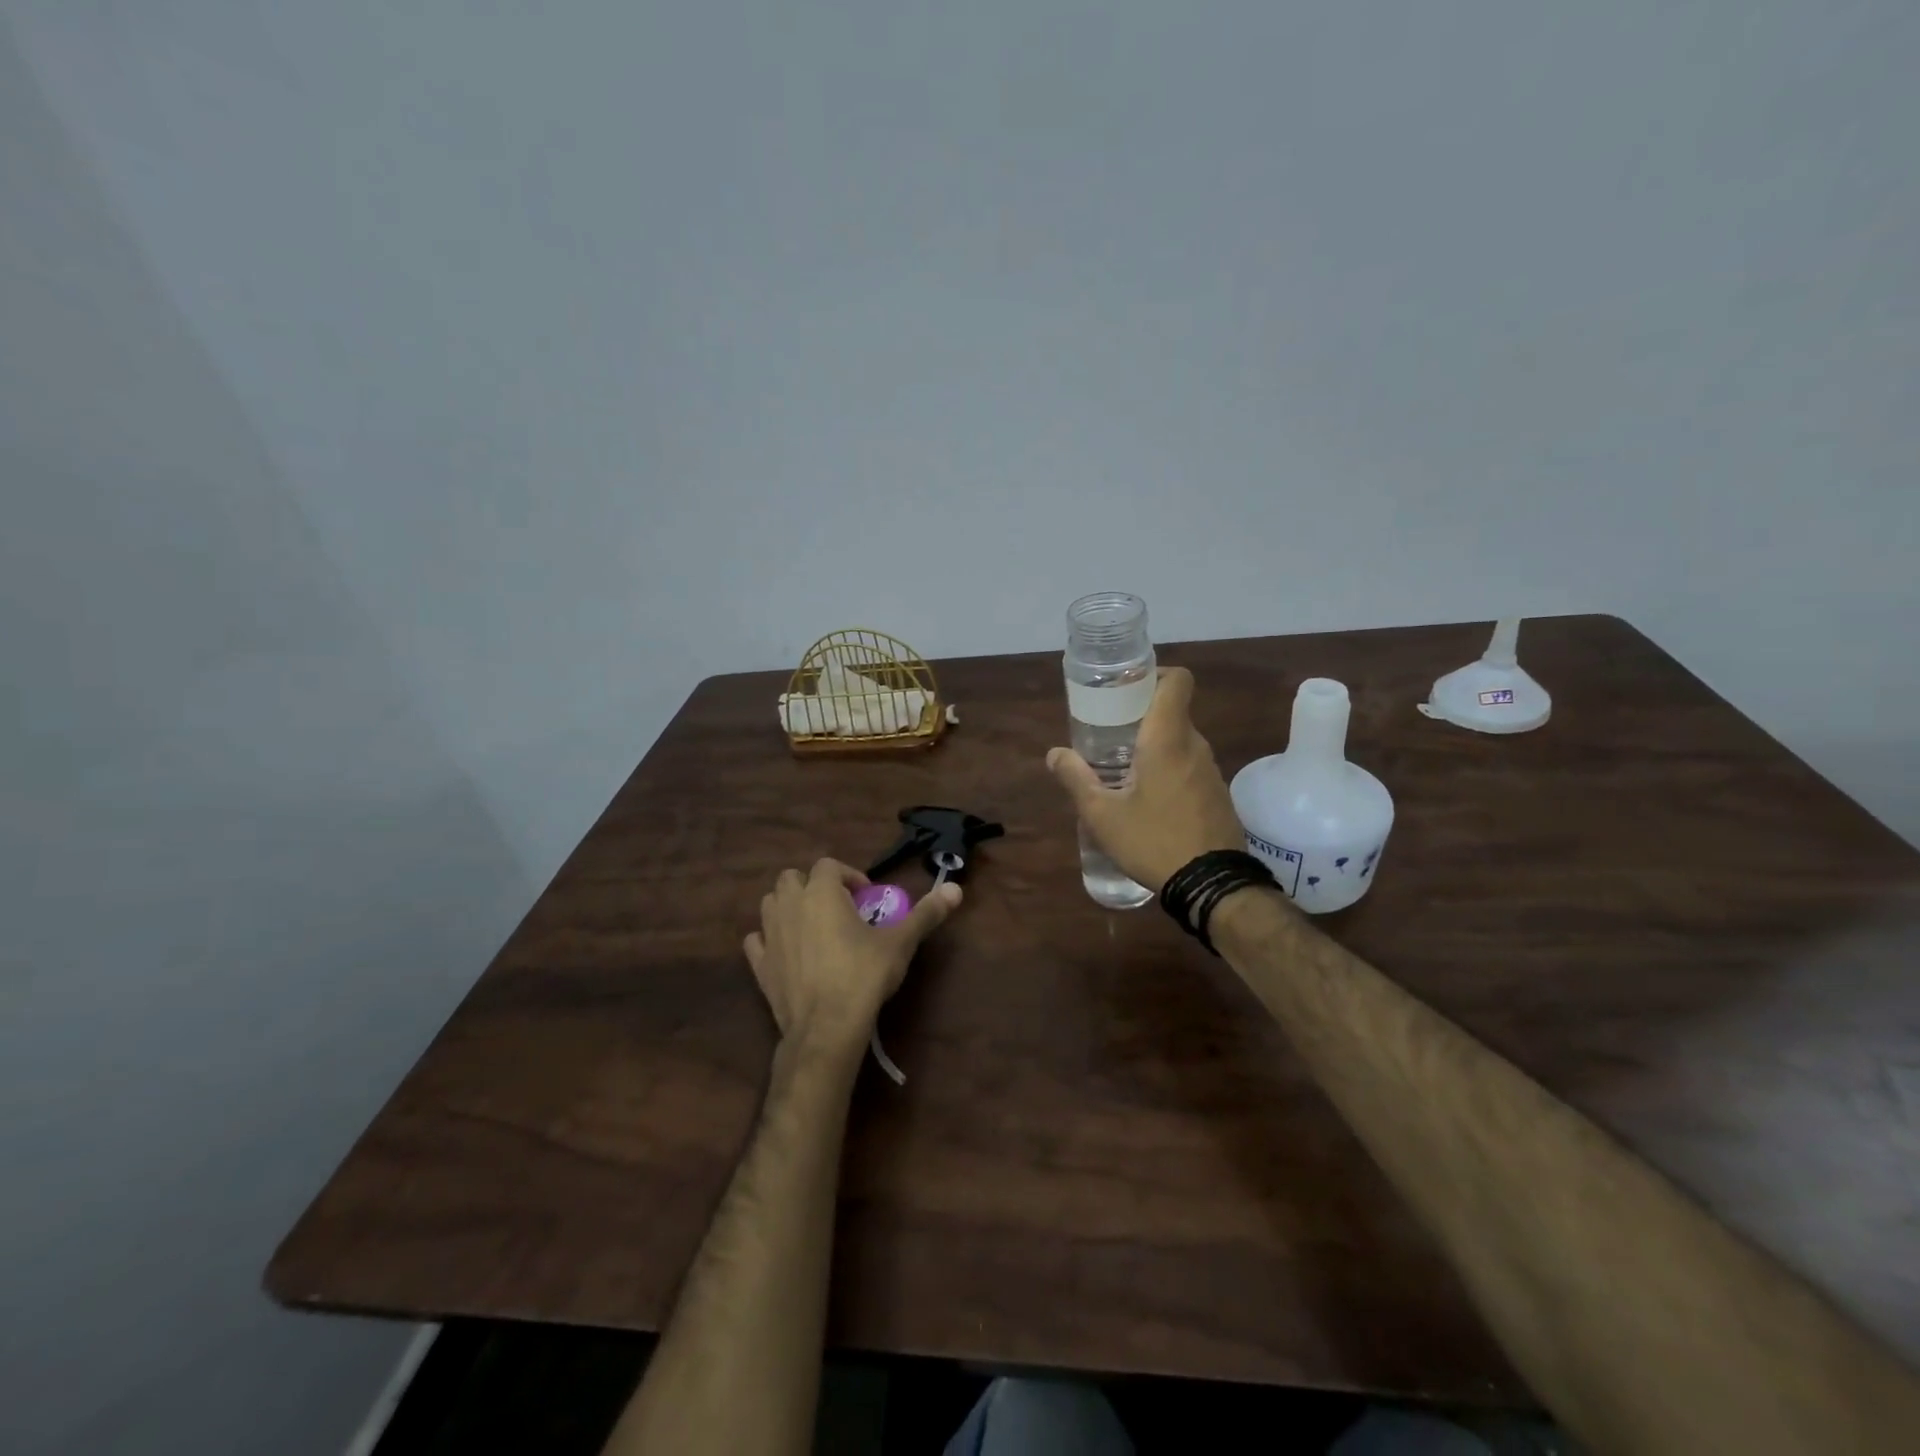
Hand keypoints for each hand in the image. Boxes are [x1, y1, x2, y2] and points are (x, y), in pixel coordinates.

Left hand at [744, 858, 961, 1054]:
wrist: (826, 1028)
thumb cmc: (864, 975)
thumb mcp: (901, 942)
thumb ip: (926, 913)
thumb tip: (955, 889)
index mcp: (822, 892)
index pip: (829, 865)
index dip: (848, 875)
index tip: (866, 897)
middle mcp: (790, 905)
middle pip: (792, 877)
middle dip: (813, 885)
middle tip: (838, 908)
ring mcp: (770, 935)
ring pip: (771, 903)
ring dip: (789, 906)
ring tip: (813, 925)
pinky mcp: (759, 965)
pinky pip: (757, 940)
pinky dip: (769, 940)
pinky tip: (786, 951)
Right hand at [1047, 666, 1245, 893]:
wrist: (1212, 885)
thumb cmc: (1153, 840)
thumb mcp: (1102, 814)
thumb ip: (1075, 779)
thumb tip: (1054, 753)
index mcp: (1166, 739)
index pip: (1177, 681)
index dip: (1154, 674)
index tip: (1127, 689)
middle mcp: (1194, 745)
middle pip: (1172, 712)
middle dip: (1141, 716)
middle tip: (1109, 734)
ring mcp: (1210, 770)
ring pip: (1181, 741)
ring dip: (1154, 746)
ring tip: (1123, 769)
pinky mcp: (1217, 794)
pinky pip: (1190, 766)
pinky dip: (1169, 769)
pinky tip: (1148, 798)